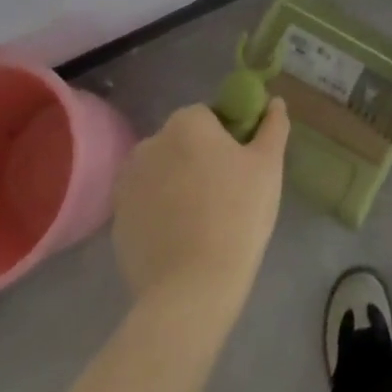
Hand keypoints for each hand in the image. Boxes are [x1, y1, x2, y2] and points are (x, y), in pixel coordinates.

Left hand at [111, 100, 288, 318]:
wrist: (191, 288)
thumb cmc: (238, 214)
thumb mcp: (268, 165)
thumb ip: (273, 126)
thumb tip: (275, 102)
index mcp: (186, 123)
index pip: (208, 115)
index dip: (227, 136)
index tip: (241, 165)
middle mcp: (150, 144)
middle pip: (181, 141)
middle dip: (199, 157)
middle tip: (226, 191)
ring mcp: (127, 183)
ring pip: (162, 171)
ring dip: (177, 182)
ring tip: (202, 217)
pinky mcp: (116, 220)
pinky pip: (145, 203)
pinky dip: (160, 211)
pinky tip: (181, 237)